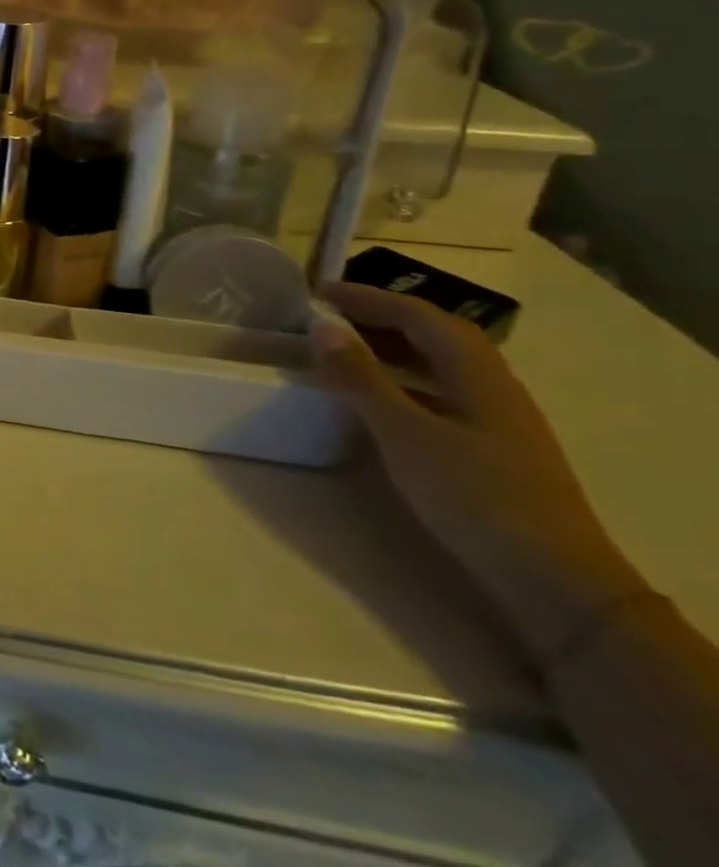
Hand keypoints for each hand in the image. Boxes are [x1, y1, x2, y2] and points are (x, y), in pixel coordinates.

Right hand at [311, 282, 648, 663]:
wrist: (556, 583)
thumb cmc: (476, 497)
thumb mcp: (405, 434)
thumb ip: (361, 378)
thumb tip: (322, 327)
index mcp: (479, 374)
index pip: (421, 316)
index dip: (369, 298)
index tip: (319, 292)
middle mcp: (494, 387)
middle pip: (437, 334)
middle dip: (383, 317)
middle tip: (329, 315)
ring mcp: (498, 420)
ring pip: (441, 365)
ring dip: (394, 347)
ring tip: (345, 348)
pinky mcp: (493, 448)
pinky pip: (441, 392)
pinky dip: (405, 379)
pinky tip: (380, 398)